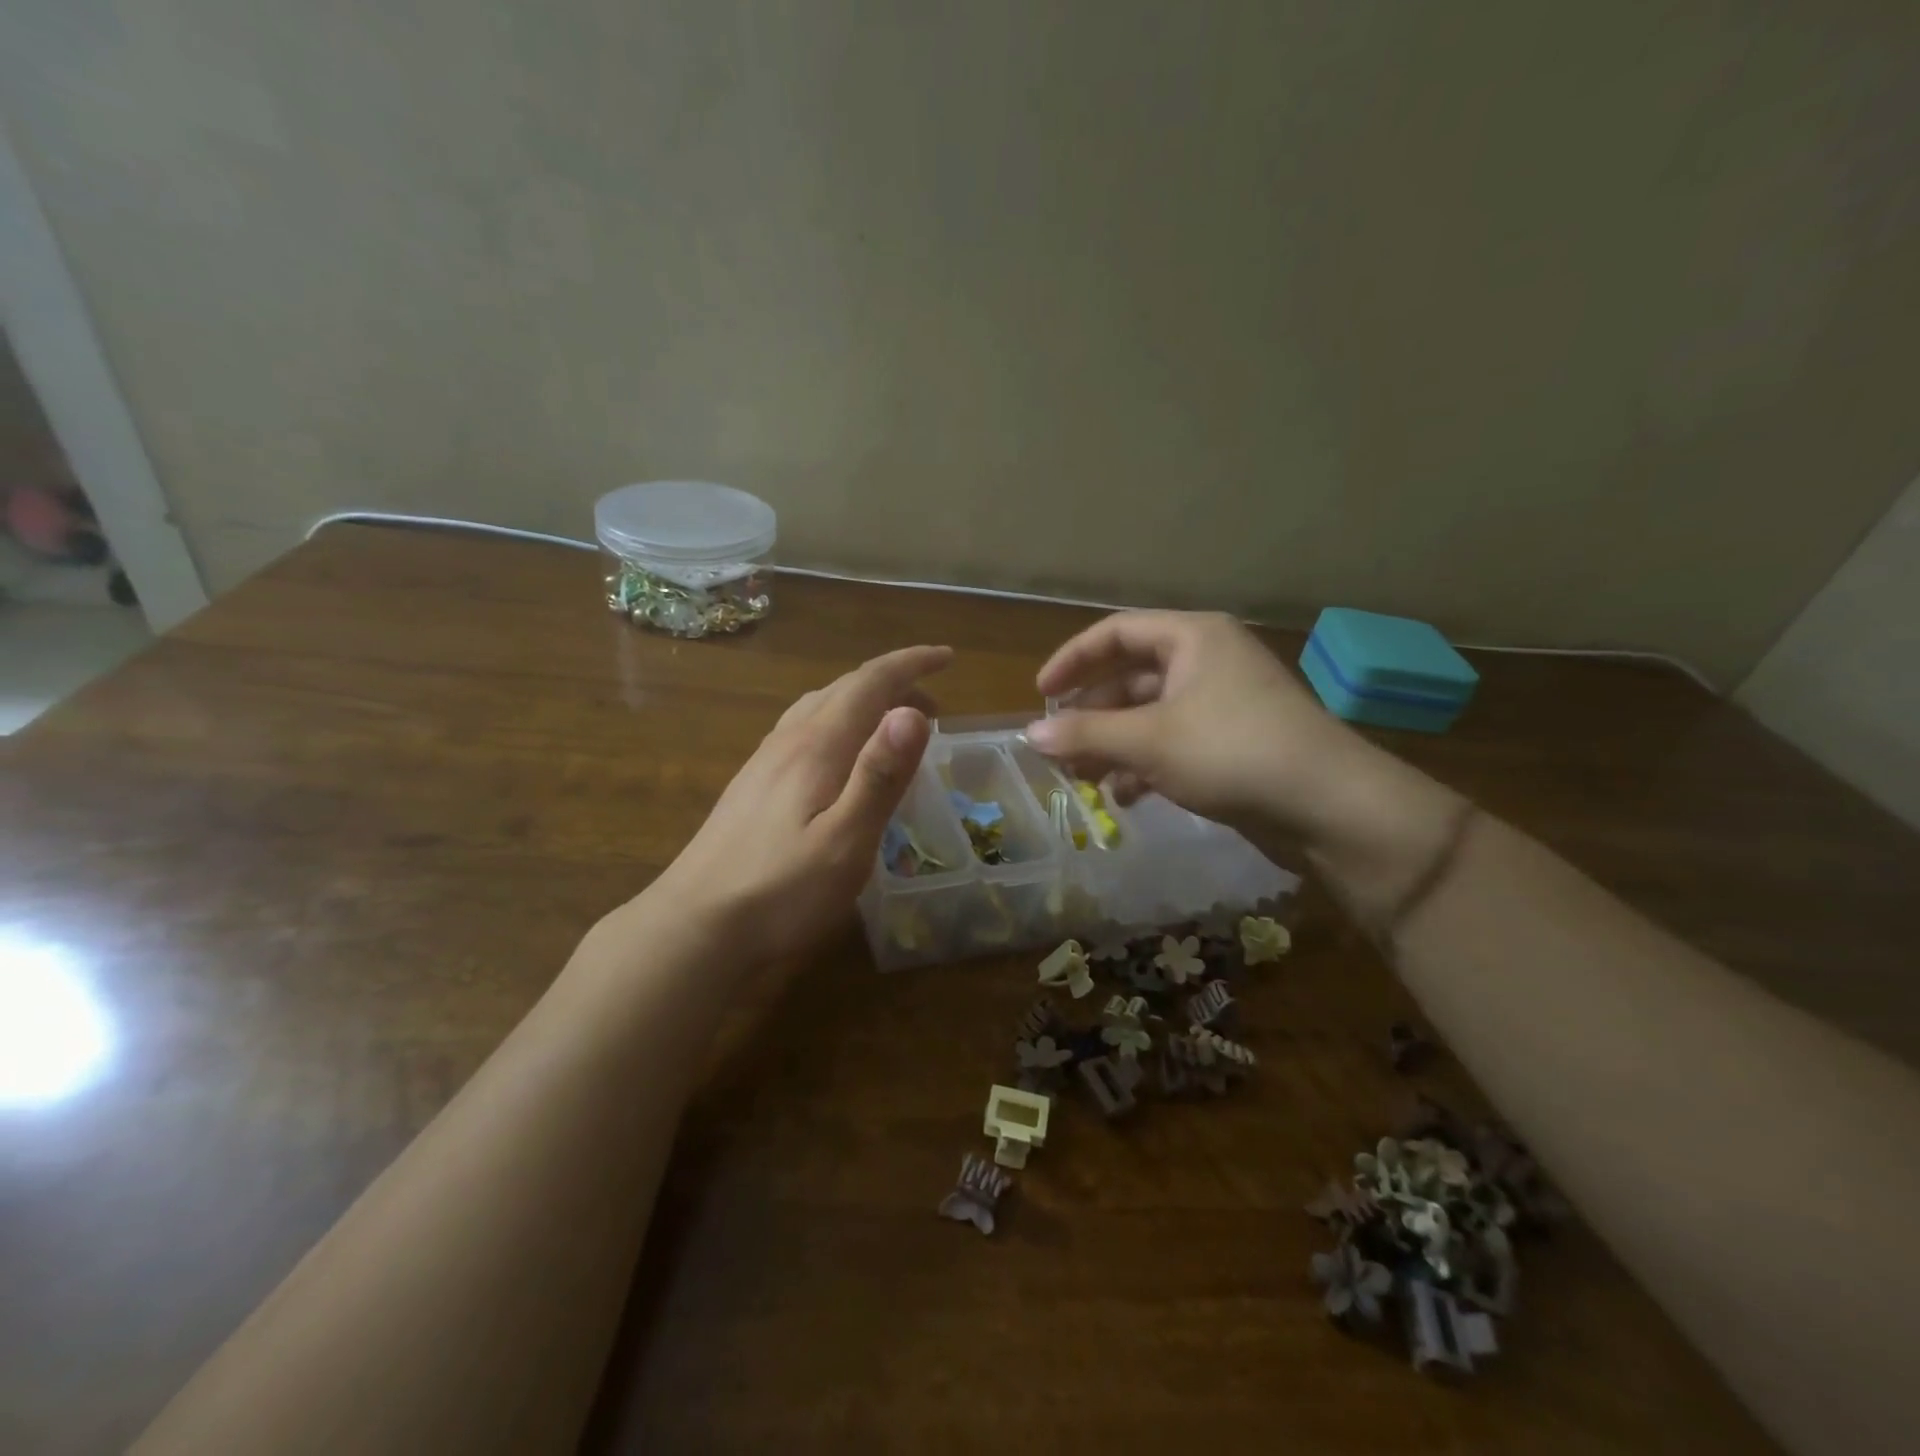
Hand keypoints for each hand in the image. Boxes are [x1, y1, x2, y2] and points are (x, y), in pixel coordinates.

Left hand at [643, 645, 951, 966]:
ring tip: (894, 725)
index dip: (910, 664)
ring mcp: (765, 762)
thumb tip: (912, 710)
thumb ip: (879, 775)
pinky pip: (803, 730)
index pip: (870, 683)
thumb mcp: (845, 840)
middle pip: (845, 689)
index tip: (947, 658)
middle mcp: (789, 741)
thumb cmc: (781, 892)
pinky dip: (839, 724)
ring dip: (864, 702)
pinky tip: (841, 757)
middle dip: (893, 684)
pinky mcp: (753, 785)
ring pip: (820, 707)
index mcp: (817, 746)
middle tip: (935, 705)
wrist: (696, 929)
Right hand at [1027, 611, 1465, 923]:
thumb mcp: (1149, 740)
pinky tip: (1126, 797)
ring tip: (1083, 779)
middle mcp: (1208, 662)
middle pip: (1131, 677)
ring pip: (1150, 716)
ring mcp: (1223, 705)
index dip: (1073, 659)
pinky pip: (1173, 745)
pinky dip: (1144, 766)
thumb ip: (1085, 734)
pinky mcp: (1233, 745)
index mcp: (1193, 639)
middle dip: (1092, 715)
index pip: (1117, 632)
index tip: (1041, 694)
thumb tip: (1030, 734)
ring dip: (1113, 745)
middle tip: (1059, 747)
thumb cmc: (1233, 752)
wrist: (1330, 808)